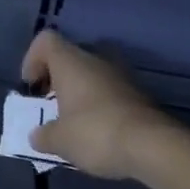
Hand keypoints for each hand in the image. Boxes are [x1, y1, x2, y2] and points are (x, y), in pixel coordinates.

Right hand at [22, 30, 171, 179]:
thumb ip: (43, 135)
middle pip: (69, 57)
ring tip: (76, 122)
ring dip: (81, 92)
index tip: (33, 88)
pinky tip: (100, 131)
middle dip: (57, 79)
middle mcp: (96, 59)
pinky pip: (111, 91)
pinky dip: (101, 105)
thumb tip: (37, 135)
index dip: (32, 59)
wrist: (156, 148)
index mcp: (70, 61)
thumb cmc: (96, 132)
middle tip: (52, 105)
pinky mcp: (141, 95)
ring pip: (92, 74)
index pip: (45, 40)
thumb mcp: (59, 140)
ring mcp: (122, 75)